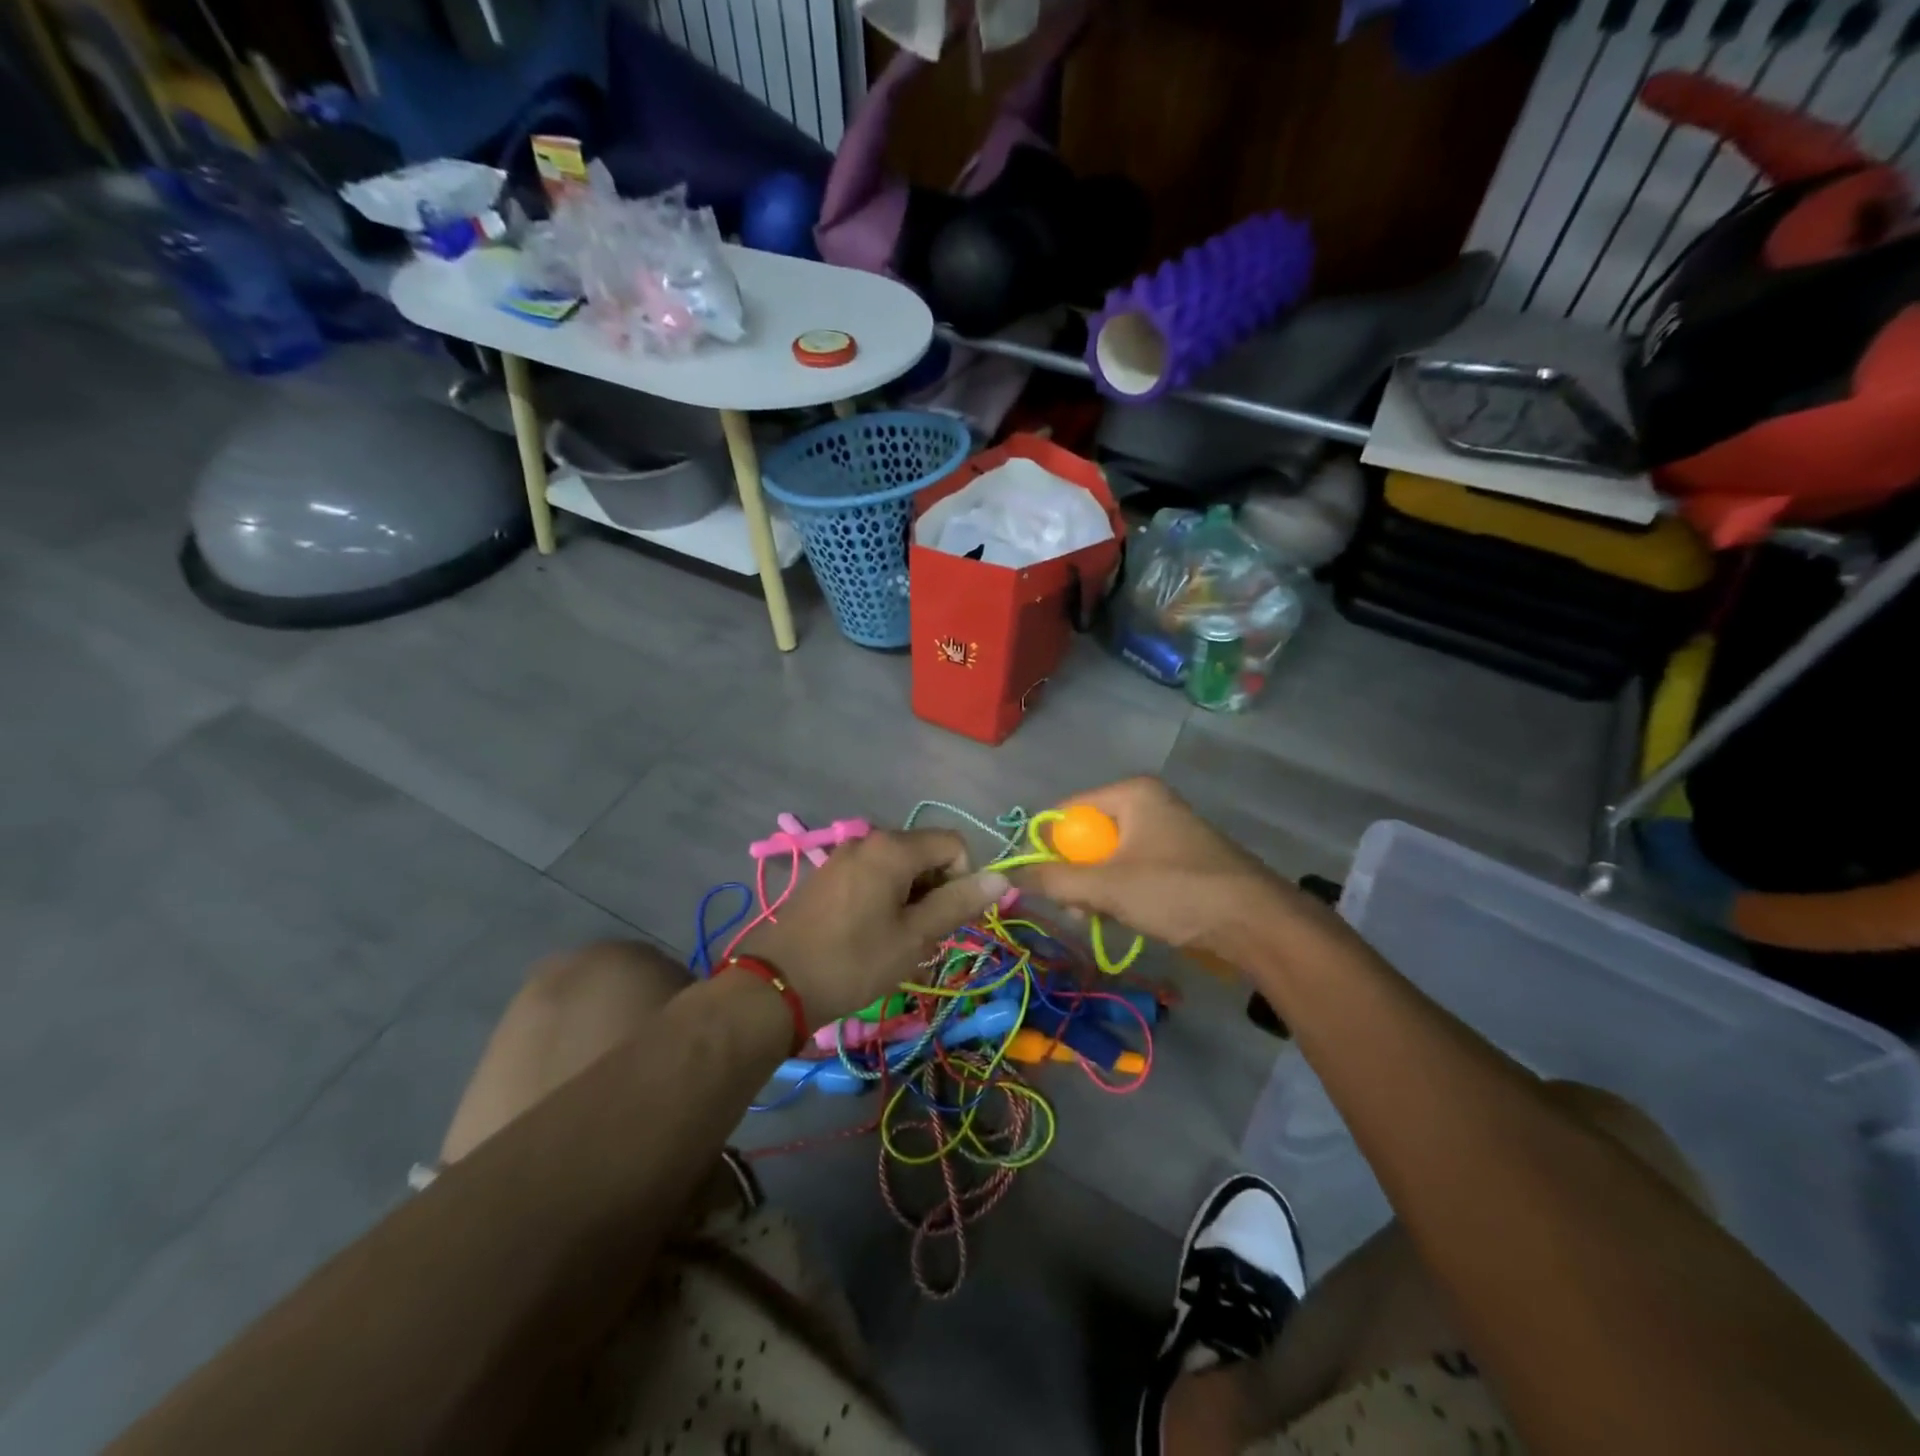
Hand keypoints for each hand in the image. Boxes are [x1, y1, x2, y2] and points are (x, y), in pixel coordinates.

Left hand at [737, 830, 1009, 1027]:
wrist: (777, 984)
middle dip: (935, 890)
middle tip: (921, 936)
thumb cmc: (854, 961)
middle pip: (925, 852)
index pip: (953, 844)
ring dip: (911, 898)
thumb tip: (1001, 878)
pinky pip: (873, 875)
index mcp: (893, 848)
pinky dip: (885, 898)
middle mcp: (868, 839)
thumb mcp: (914, 938)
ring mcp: (844, 855)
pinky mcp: (828, 874)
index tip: (946, 920)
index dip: (963, 879)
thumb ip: (958, 903)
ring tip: (895, 940)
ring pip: (899, 867)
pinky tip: (870, 934)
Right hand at [1015, 777, 1315, 958]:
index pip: (1066, 811)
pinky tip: (1122, 916)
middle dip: (1074, 874)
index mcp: (1131, 793)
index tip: (1036, 883)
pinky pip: (1133, 867)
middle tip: (1074, 909)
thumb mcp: (1106, 886)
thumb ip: (1054, 880)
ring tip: (1096, 918)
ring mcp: (1167, 830)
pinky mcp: (1180, 857)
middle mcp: (1148, 802)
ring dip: (1096, 888)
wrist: (1256, 922)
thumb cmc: (1175, 891)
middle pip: (1087, 835)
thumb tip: (1010, 875)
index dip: (1045, 846)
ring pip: (1109, 856)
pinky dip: (1121, 891)